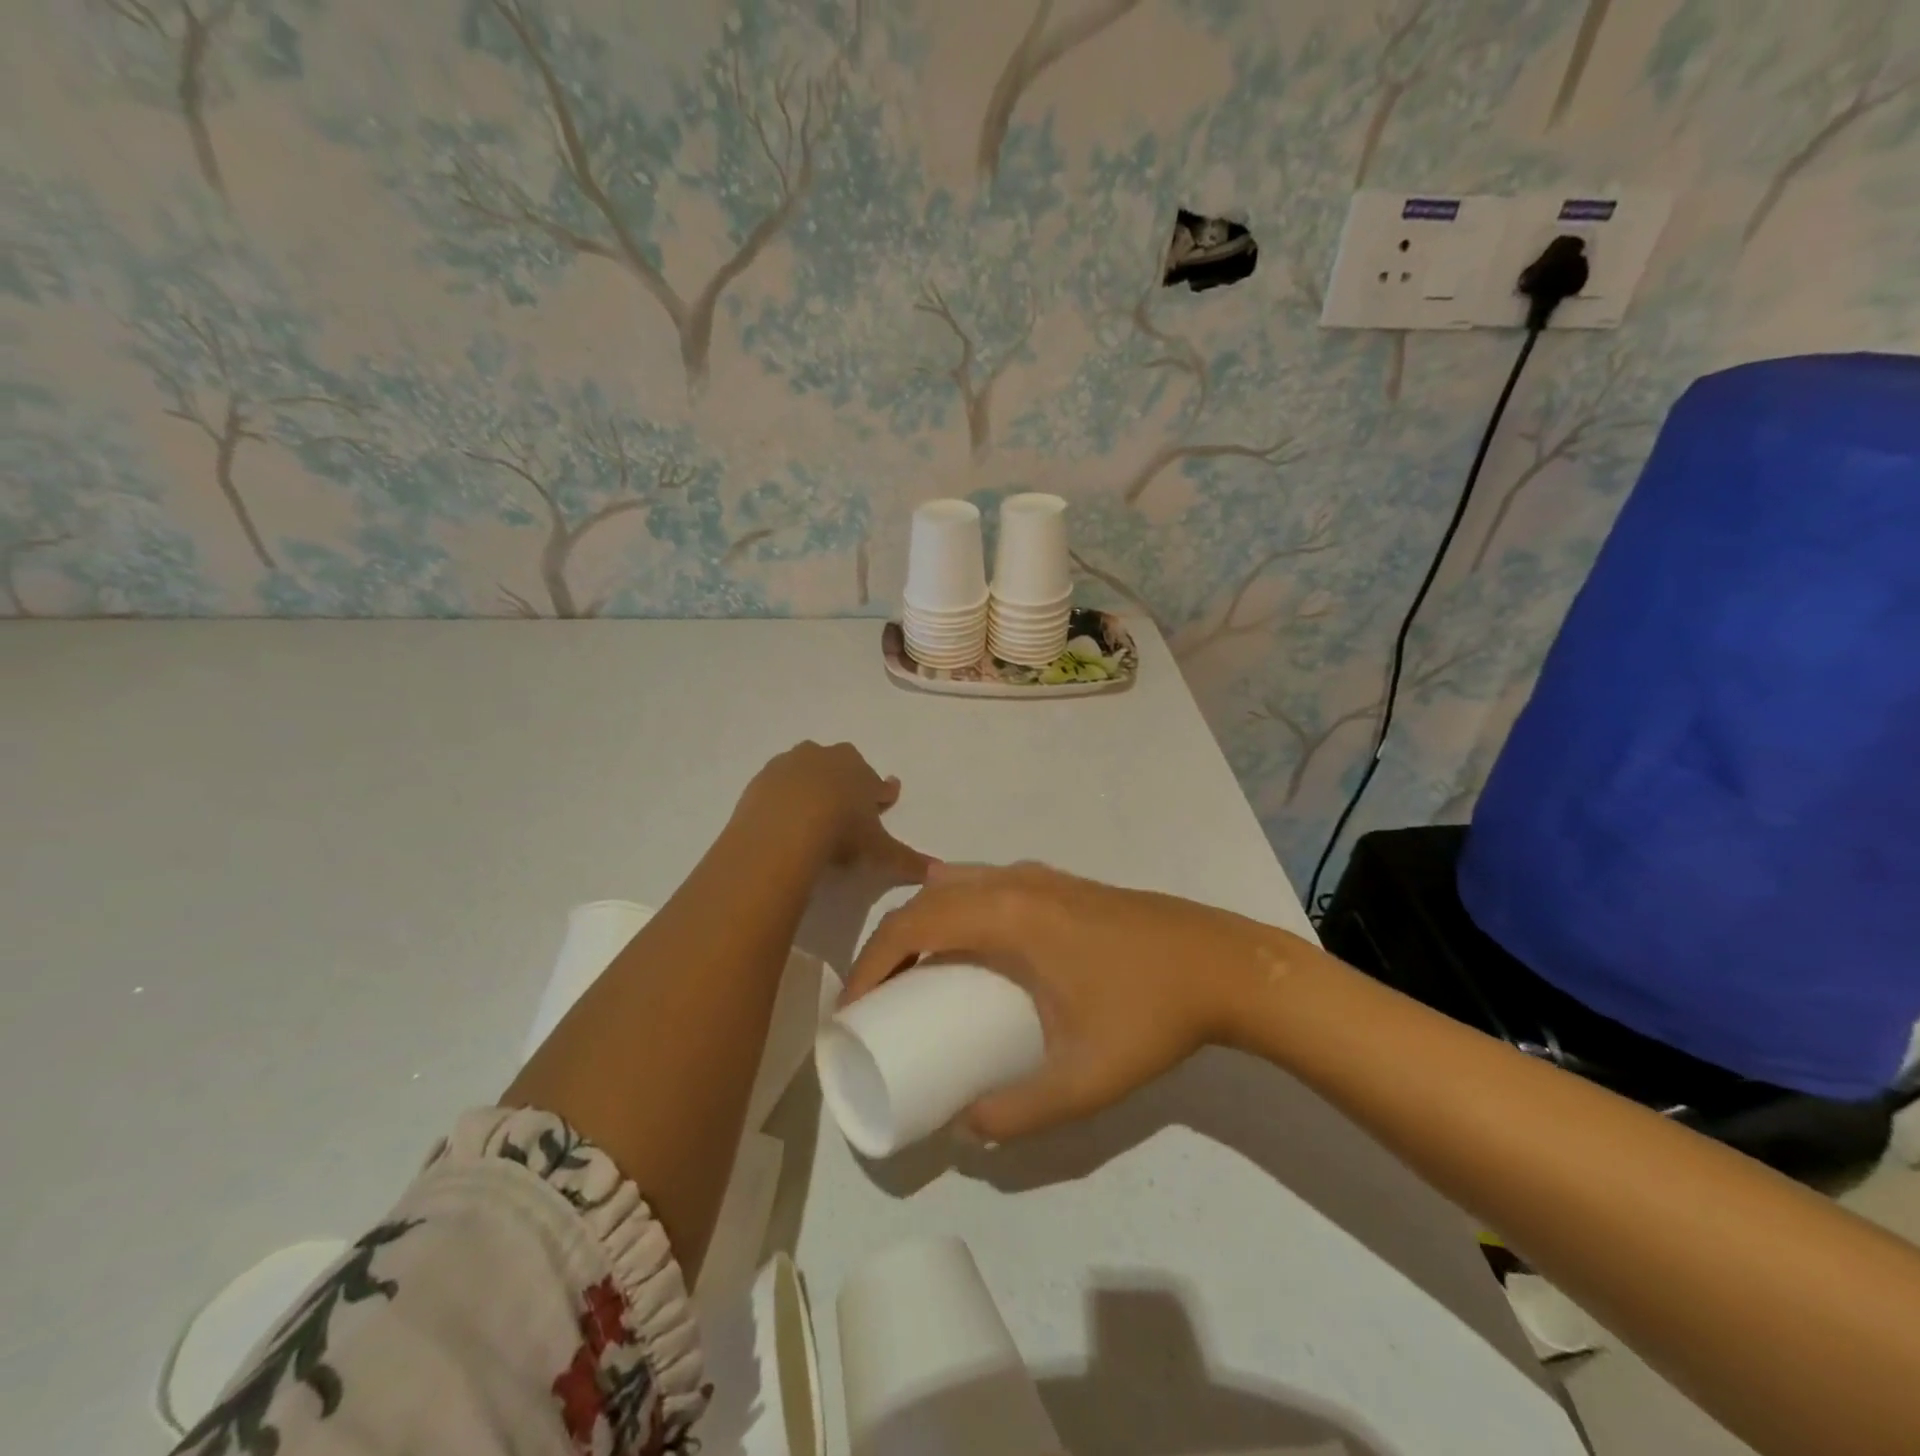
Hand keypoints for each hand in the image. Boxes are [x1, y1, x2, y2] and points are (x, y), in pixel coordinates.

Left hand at [738, 741, 931, 885]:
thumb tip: (939, 871)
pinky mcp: (762, 778)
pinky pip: (778, 785)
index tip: (885, 799)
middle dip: (846, 784)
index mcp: (860, 772)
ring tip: (811, 813)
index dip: (882, 794)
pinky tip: (782, 819)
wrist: (783, 827)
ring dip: (812, 786)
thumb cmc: (841, 832)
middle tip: (846, 807)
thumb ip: (907, 860)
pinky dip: (783, 797)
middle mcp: (827, 758)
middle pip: (841, 768)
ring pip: (807, 771)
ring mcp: (792, 764)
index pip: (877, 783)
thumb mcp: (878, 851)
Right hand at [844, 862, 1302, 1140]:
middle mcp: (1015, 882)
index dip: (869, 963)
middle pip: (926, 899)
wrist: (1224, 965)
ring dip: (923, 921)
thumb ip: (1019, 1111)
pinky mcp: (1060, 883)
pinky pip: (986, 884)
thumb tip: (967, 1126)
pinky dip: (956, 909)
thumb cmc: (1151, 1015)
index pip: (913, 924)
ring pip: (957, 884)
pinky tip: (969, 949)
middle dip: (888, 944)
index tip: (851, 1007)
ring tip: (913, 973)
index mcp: (1008, 915)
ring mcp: (1040, 876)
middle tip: (874, 997)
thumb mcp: (1083, 1079)